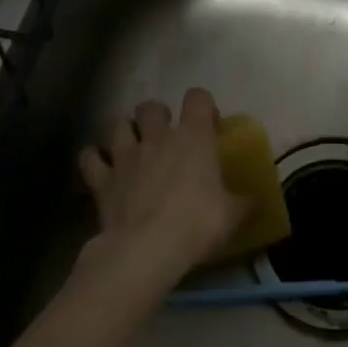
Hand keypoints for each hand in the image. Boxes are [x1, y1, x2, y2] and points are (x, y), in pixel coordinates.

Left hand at [77, 89, 249, 279]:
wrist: (147, 249)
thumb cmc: (197, 224)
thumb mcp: (233, 215)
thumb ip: (246, 202)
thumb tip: (258, 199)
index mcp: (194, 137)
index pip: (198, 97)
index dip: (204, 107)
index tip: (210, 128)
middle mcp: (157, 137)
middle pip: (151, 106)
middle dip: (158, 117)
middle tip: (167, 139)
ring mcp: (125, 155)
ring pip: (119, 124)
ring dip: (126, 133)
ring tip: (134, 150)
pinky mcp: (102, 179)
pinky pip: (90, 158)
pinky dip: (94, 160)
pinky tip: (102, 169)